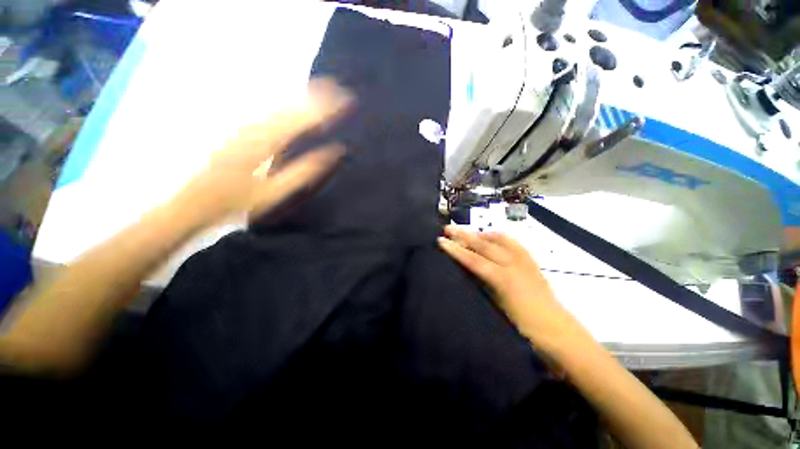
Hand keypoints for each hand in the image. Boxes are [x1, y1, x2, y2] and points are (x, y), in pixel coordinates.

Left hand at [171, 78, 352, 228]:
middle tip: (339, 88)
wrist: (192, 199)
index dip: (327, 108)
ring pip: (278, 101)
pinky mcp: (238, 125)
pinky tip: (295, 101)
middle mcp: (255, 124)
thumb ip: (306, 170)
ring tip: (324, 88)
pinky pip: (267, 107)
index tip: (347, 101)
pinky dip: (286, 102)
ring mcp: (244, 122)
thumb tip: (335, 152)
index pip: (304, 118)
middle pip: (291, 103)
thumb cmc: (237, 200)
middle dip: (317, 94)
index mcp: (267, 141)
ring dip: (302, 94)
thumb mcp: (275, 191)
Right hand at [438, 225, 588, 354]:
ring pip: (499, 240)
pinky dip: (499, 237)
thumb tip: (467, 270)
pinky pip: (513, 242)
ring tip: (468, 232)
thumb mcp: (496, 308)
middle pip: (484, 245)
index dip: (455, 250)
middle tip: (448, 228)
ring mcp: (524, 261)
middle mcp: (513, 265)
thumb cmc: (524, 327)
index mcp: (502, 279)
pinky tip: (493, 237)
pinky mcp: (531, 262)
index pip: (473, 260)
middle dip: (464, 235)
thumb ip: (481, 285)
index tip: (441, 240)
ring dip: (481, 234)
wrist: (558, 331)